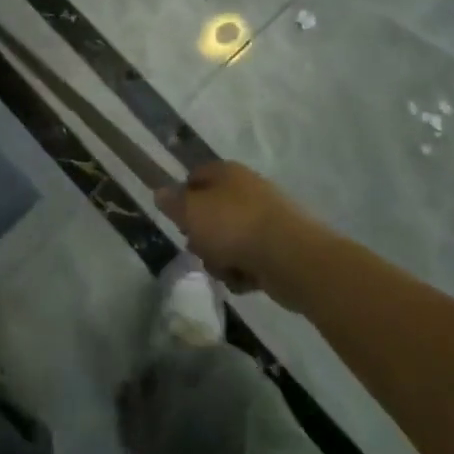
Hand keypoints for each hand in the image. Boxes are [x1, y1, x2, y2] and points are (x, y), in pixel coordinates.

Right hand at [156, 161, 321, 309]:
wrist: (293, 258)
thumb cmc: (234, 226)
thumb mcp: (190, 211)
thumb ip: (172, 202)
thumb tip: (160, 193)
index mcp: (227, 173)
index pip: (195, 177)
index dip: (183, 198)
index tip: (178, 220)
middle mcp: (248, 190)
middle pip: (212, 212)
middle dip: (202, 235)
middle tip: (200, 248)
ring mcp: (267, 219)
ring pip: (229, 239)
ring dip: (221, 258)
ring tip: (225, 269)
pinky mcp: (281, 248)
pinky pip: (251, 259)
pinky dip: (244, 272)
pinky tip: (244, 281)